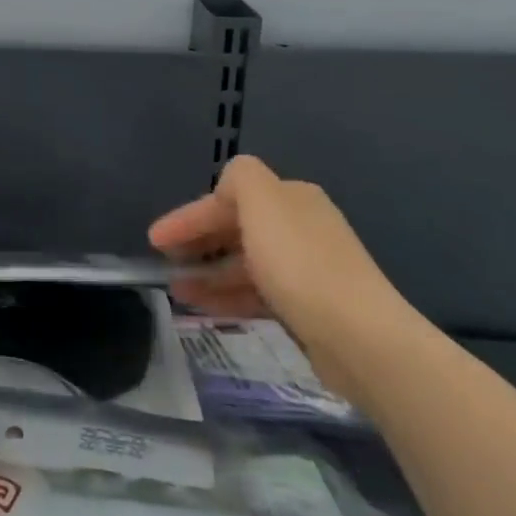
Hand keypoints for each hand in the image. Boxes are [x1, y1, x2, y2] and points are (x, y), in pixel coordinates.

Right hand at [149, 155, 420, 397]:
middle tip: (165, 263)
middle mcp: (302, 227)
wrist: (361, 338)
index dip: (189, 216)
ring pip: (245, 264)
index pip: (228, 196)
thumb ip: (239, 178)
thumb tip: (227, 183)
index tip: (155, 239)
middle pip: (237, 228)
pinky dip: (228, 296)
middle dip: (198, 243)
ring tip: (177, 291)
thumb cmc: (300, 264)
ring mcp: (308, 268)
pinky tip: (205, 308)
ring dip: (208, 274)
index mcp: (291, 198)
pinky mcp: (310, 307)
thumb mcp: (263, 203)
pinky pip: (257, 293)